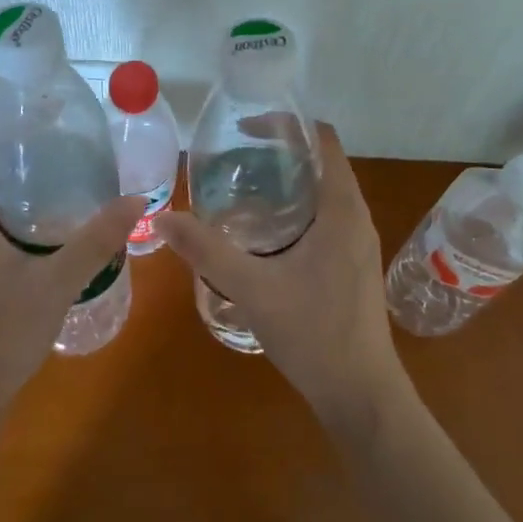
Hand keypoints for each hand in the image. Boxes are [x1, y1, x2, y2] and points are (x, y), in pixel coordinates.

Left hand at [0, 134, 144, 417]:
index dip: (7, 125)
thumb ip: (96, 239)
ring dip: (19, 186)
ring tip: (65, 175)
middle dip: (22, 154)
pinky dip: (14, 213)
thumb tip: (136, 201)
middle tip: (67, 144)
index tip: (47, 116)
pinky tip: (49, 224)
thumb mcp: (57, 280)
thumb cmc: (0, 329)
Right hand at [156, 123, 405, 423]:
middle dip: (279, 152)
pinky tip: (262, 232)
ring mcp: (358, 242)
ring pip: (323, 192)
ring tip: (241, 188)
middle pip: (321, 162)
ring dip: (287, 182)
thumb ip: (206, 251)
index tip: (245, 130)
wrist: (361, 396)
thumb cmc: (314, 334)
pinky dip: (295, 208)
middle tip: (233, 158)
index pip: (323, 140)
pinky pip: (325, 217)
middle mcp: (356, 217)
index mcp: (342, 209)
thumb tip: (161, 218)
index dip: (286, 125)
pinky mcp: (353, 264)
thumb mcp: (252, 288)